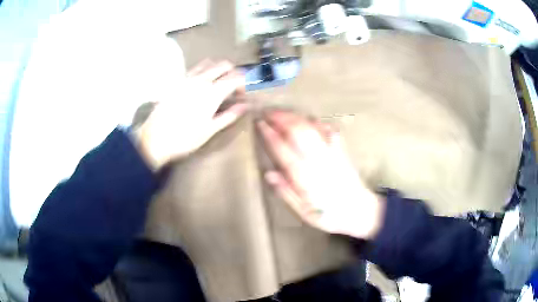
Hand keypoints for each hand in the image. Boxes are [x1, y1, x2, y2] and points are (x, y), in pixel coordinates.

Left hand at [134, 60, 247, 169]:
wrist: (155, 138)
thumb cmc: (185, 138)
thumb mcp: (210, 130)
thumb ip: (229, 115)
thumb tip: (245, 106)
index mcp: (212, 93)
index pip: (235, 78)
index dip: (244, 82)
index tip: (244, 93)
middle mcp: (201, 80)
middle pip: (223, 65)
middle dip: (233, 72)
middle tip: (234, 86)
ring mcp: (187, 79)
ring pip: (208, 63)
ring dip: (218, 68)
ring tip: (219, 81)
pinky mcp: (177, 82)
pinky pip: (195, 68)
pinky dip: (204, 70)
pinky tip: (202, 82)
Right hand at [258, 111, 384, 239]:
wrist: (359, 211)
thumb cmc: (328, 215)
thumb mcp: (303, 212)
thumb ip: (286, 192)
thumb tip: (269, 174)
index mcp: (304, 176)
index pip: (283, 149)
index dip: (269, 134)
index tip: (260, 123)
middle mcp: (317, 160)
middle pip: (298, 131)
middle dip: (281, 118)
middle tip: (268, 113)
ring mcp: (331, 152)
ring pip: (312, 127)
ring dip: (296, 116)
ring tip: (283, 113)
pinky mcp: (342, 150)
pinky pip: (329, 130)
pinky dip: (318, 122)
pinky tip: (310, 119)